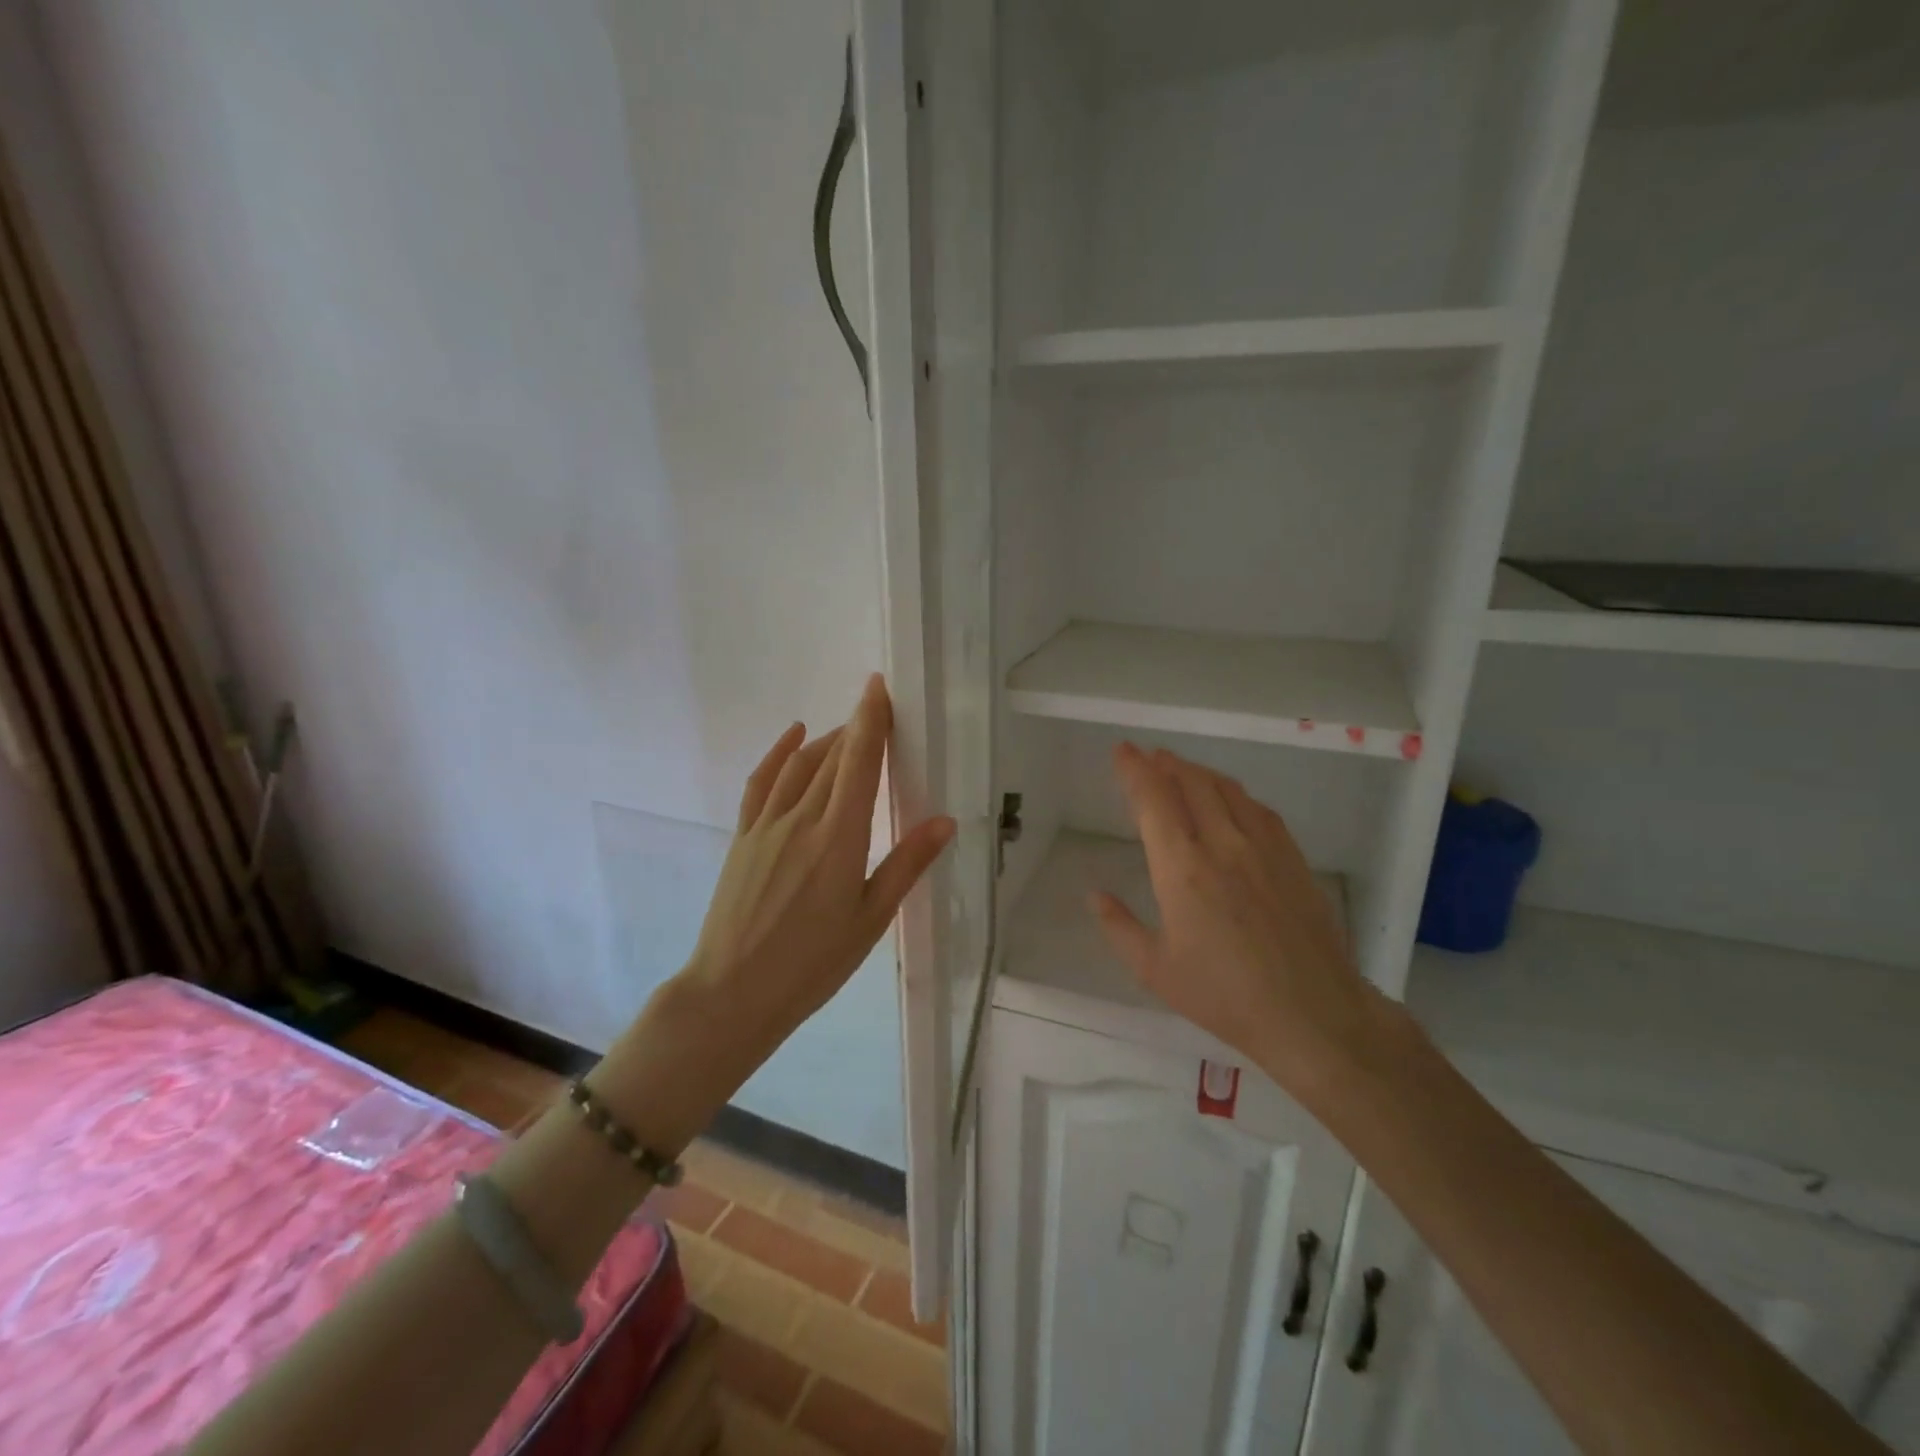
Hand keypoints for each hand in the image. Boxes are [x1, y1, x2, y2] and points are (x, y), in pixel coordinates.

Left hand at [613, 676, 953, 1137]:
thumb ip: (906, 864)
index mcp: (839, 838)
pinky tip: (793, 735)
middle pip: (833, 757)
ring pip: (800, 765)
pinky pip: (762, 782)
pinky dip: (778, 753)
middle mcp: (802, 819)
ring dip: (826, 740)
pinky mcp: (744, 837)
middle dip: (857, 728)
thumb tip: (944, 821)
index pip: (858, 763)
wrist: (733, 992)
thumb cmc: (813, 963)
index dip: (870, 720)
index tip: (879, 687)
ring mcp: (767, 825)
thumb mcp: (871, 919)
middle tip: (879, 712)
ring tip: (848, 731)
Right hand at [1089, 743, 1380, 1092]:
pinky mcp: (1293, 859)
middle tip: (1149, 756)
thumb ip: (1120, 927)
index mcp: (1182, 868)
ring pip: (1227, 790)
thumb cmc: (1223, 995)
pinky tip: (1232, 800)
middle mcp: (1222, 845)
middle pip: (1192, 783)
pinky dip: (1235, 794)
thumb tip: (1095, 896)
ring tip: (1182, 769)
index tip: (1122, 751)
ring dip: (1199, 772)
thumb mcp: (1155, 970)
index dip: (1134, 770)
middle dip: (1166, 763)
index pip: (1154, 800)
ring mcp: (1263, 848)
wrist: (1311, 1014)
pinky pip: (1260, 810)